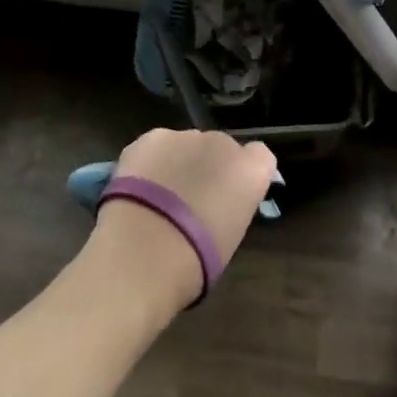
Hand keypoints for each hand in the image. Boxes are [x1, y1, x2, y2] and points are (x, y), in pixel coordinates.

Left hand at [89, 128, 276, 315]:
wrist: (146, 250)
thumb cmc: (197, 260)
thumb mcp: (229, 237)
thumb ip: (231, 207)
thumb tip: (217, 205)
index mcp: (251, 171)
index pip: (260, 156)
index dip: (243, 173)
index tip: (231, 194)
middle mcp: (223, 143)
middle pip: (220, 148)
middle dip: (208, 167)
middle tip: (190, 202)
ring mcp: (185, 136)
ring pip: (186, 145)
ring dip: (178, 163)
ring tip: (157, 199)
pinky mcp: (151, 138)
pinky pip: (156, 147)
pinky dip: (150, 163)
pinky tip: (136, 190)